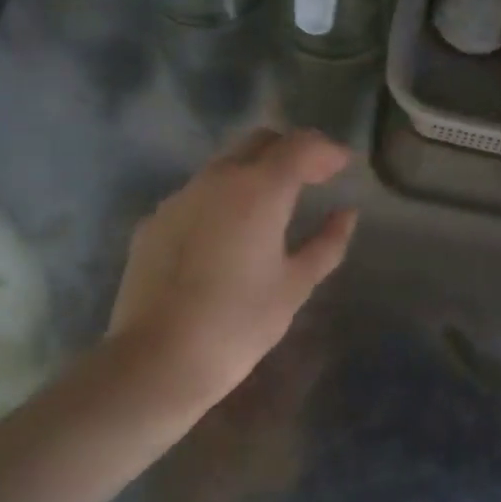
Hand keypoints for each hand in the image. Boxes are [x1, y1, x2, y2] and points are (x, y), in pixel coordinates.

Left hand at [108, 128, 359, 406]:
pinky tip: (228, 236)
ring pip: (224, 166)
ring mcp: (179, 197)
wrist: (157, 358)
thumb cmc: (238, 324)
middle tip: (313, 179)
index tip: (343, 165)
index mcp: (258, 189)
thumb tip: (346, 214)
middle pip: (259, 143)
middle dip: (290, 152)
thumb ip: (326, 243)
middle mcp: (216, 179)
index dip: (326, 150)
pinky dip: (222, 200)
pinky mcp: (154, 221)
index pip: (299, 146)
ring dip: (254, 174)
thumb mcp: (294, 286)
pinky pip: (197, 196)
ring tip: (272, 208)